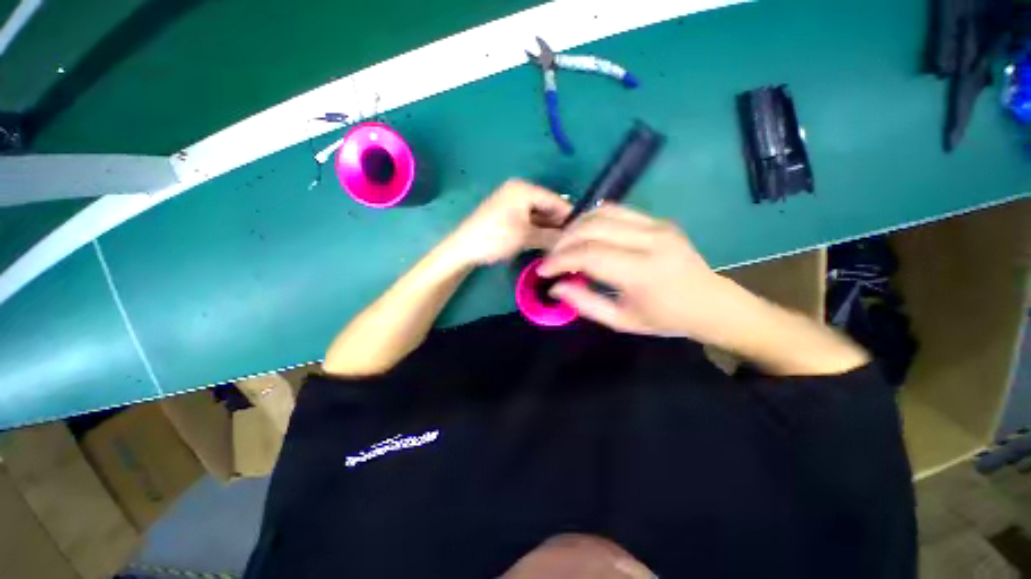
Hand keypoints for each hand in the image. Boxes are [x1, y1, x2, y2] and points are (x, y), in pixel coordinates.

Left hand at [446, 180, 571, 265]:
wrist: (464, 248)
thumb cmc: (495, 237)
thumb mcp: (526, 236)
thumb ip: (551, 236)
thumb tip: (571, 241)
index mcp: (524, 189)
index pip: (556, 200)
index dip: (570, 216)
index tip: (584, 232)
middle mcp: (520, 191)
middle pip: (548, 207)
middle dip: (559, 224)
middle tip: (573, 242)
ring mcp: (513, 203)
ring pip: (539, 215)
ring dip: (549, 229)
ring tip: (563, 245)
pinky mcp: (508, 215)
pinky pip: (529, 220)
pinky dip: (538, 230)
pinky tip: (547, 242)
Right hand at [538, 204, 748, 341]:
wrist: (712, 304)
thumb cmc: (666, 319)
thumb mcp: (622, 321)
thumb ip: (585, 303)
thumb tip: (556, 286)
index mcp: (643, 272)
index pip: (589, 254)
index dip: (560, 260)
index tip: (543, 270)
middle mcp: (651, 240)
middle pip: (592, 228)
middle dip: (563, 242)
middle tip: (551, 258)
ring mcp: (657, 225)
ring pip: (602, 212)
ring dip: (576, 226)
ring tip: (564, 244)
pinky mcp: (659, 219)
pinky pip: (617, 210)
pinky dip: (593, 218)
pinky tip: (584, 233)